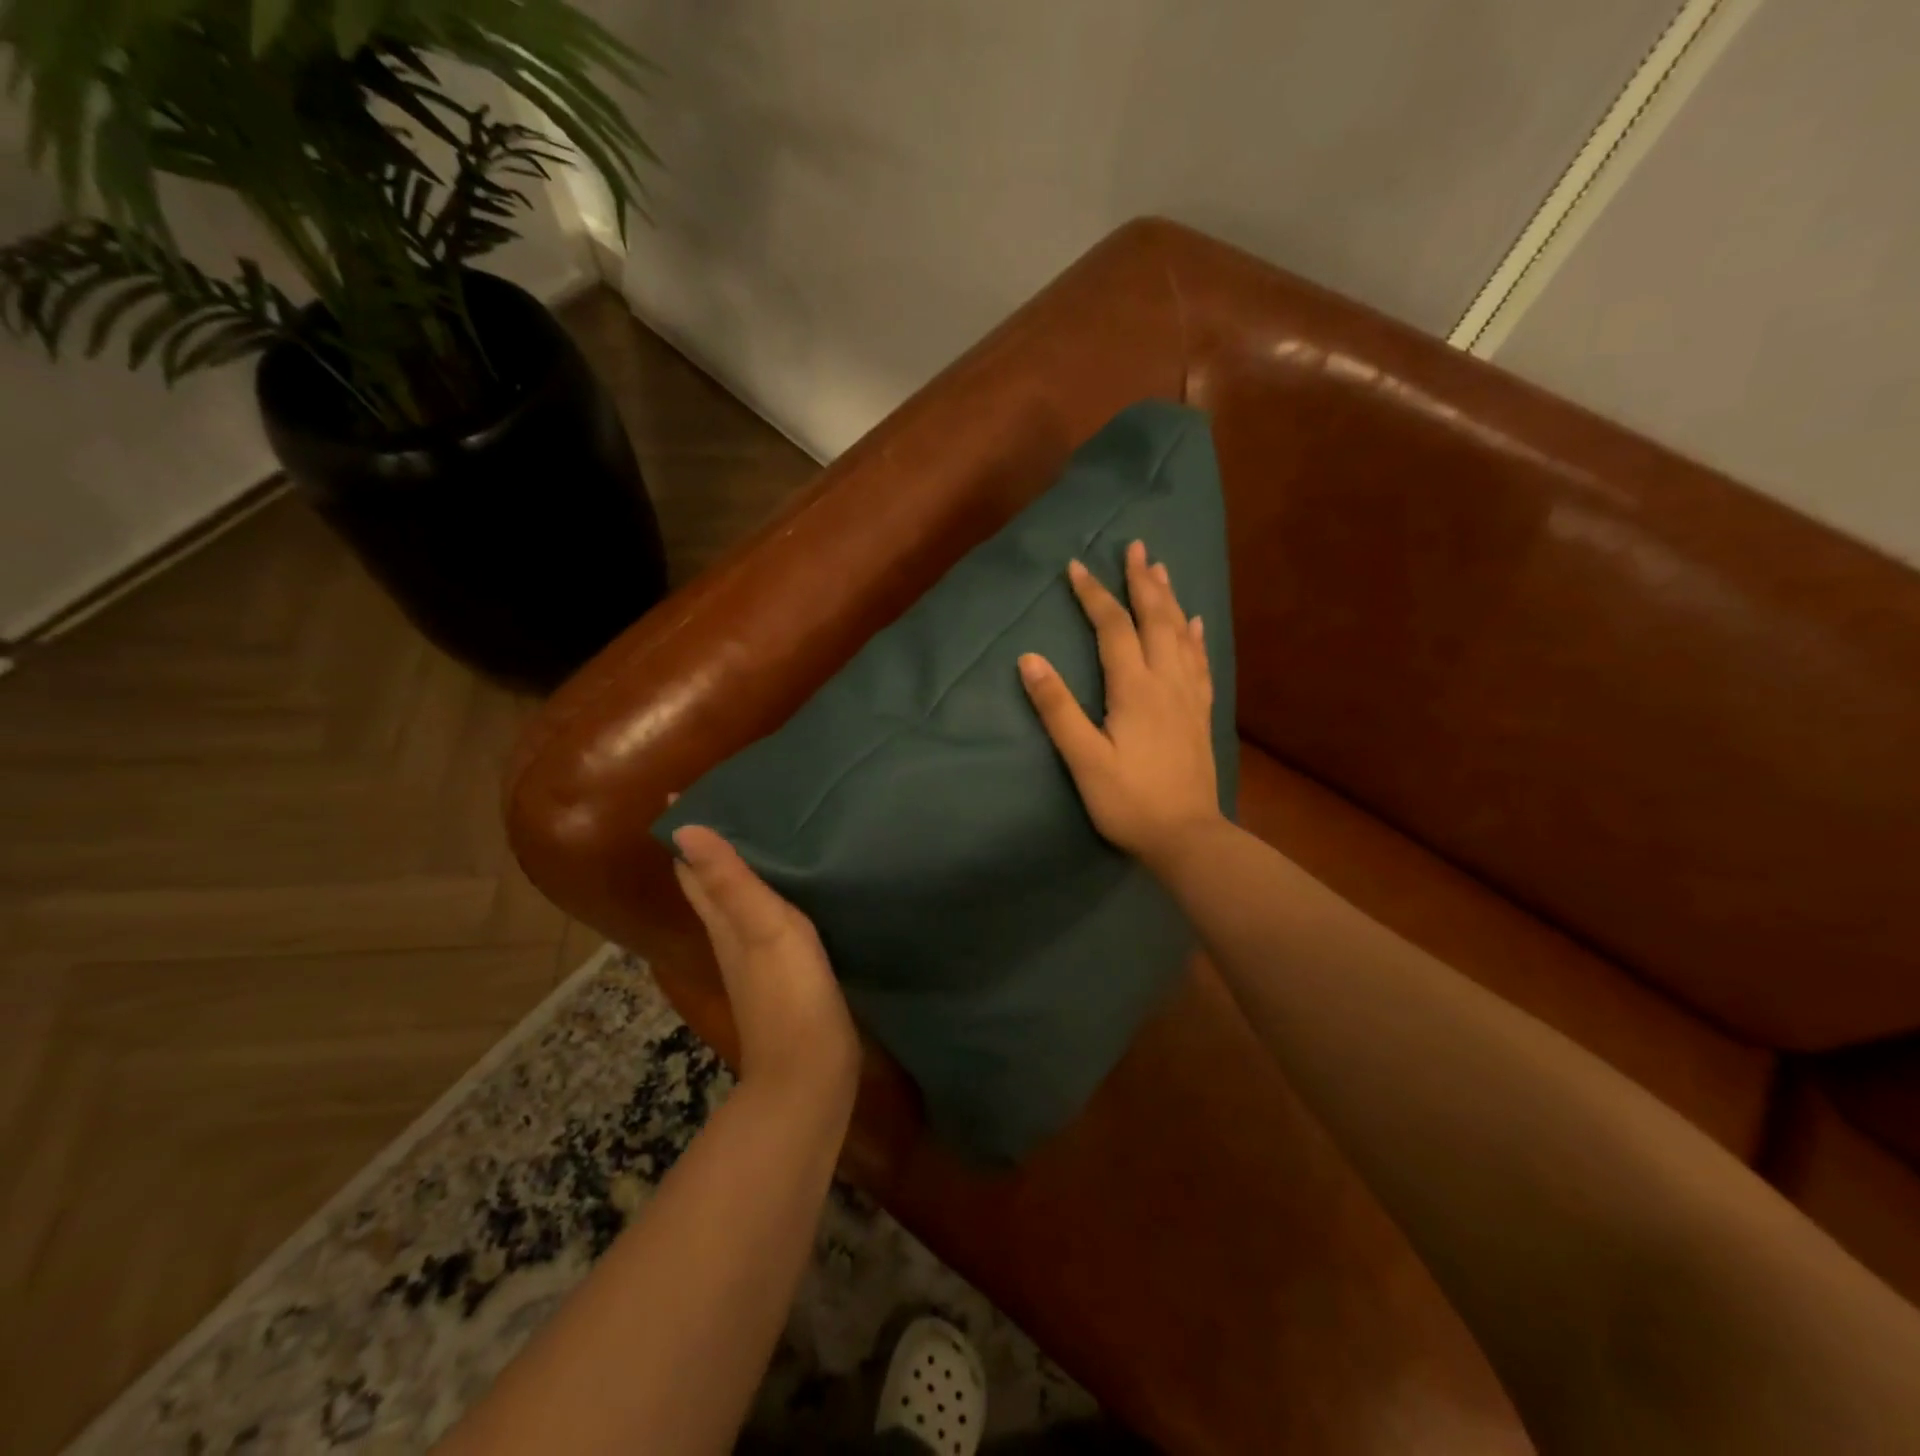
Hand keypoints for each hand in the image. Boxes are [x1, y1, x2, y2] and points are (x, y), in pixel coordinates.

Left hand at [671, 825, 859, 1097]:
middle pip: (710, 881)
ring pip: (737, 899)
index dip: (685, 831)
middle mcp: (730, 935)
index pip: (691, 867)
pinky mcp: (782, 971)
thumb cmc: (789, 993)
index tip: (688, 790)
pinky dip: (769, 892)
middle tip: (733, 799)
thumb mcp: (763, 929)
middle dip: (711, 843)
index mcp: (722, 921)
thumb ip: (732, 881)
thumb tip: (684, 830)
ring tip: (765, 828)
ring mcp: (754, 957)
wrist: (810, 1069)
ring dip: (741, 865)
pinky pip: (766, 918)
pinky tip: (793, 885)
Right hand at [1018, 539, 1224, 869]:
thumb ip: (1057, 709)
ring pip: (1181, 634)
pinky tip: (1196, 623)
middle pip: (1155, 619)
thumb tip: (1029, 660)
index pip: (1113, 628)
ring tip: (1162, 569)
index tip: (1076, 566)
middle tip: (1136, 546)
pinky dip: (1195, 636)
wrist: (1187, 837)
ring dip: (1170, 599)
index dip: (1094, 595)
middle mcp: (1166, 682)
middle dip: (1142, 581)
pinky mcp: (1201, 714)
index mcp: (1134, 689)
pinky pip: (1200, 662)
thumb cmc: (1129, 801)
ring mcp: (1189, 697)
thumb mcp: (1084, 759)